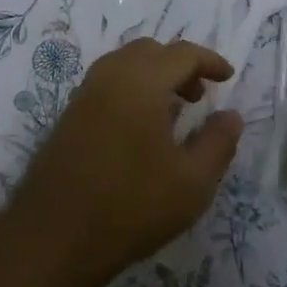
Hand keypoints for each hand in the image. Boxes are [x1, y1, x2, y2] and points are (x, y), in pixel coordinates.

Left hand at [10, 38, 244, 285]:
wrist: (56, 236)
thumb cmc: (133, 205)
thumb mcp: (193, 182)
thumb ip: (218, 142)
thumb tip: (230, 115)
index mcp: (141, 81)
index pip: (182, 53)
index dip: (209, 61)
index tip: (227, 77)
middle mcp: (109, 76)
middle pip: (150, 51)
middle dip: (179, 65)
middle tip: (199, 97)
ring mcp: (83, 95)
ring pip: (124, 64)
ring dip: (153, 75)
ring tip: (172, 112)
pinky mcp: (68, 116)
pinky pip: (106, 84)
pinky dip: (130, 89)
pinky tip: (139, 129)